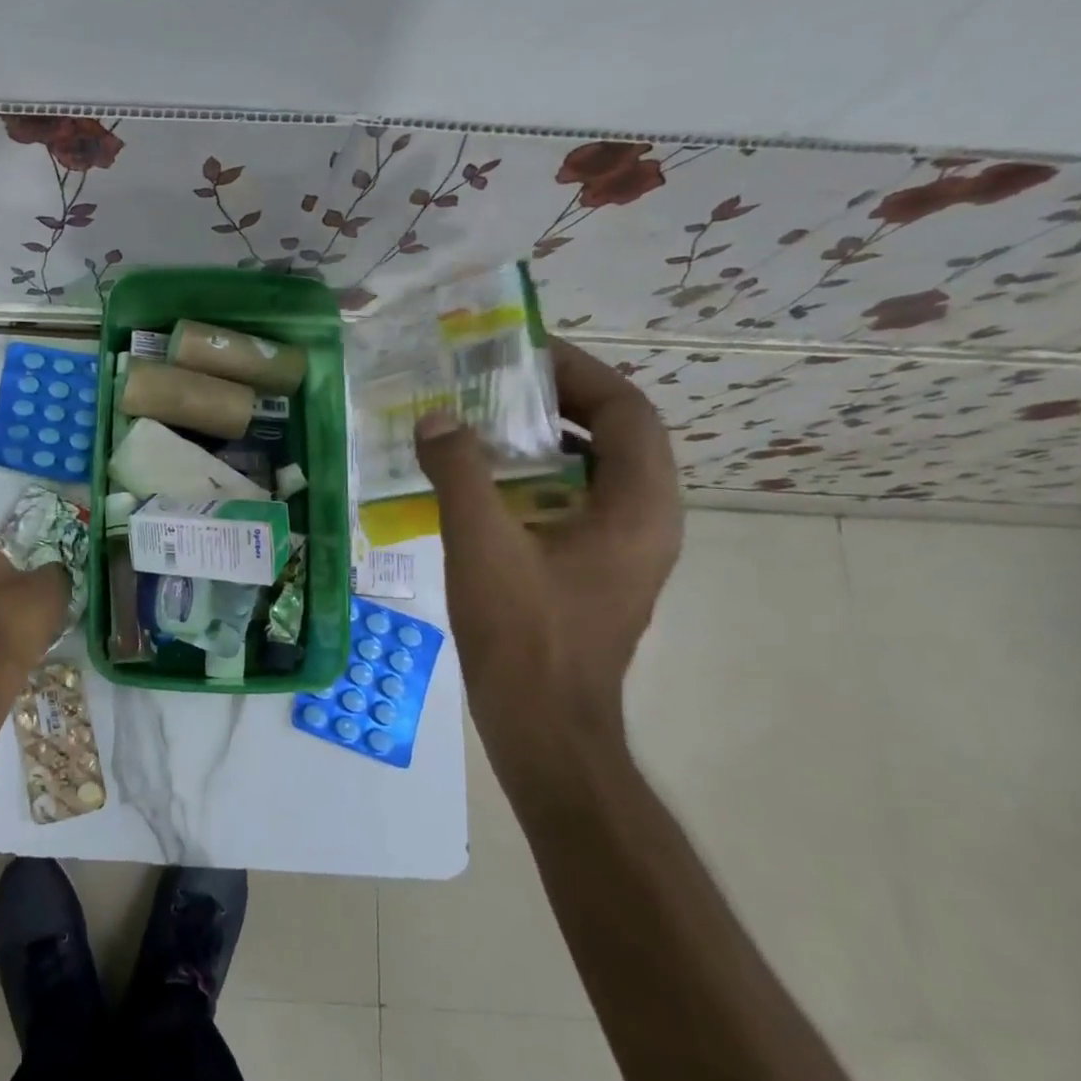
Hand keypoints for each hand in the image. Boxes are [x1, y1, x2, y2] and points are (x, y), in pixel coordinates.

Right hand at [414, 339, 682, 784]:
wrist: (543, 728)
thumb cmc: (524, 635)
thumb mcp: (481, 543)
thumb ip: (459, 472)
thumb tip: (437, 419)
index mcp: (638, 506)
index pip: (626, 410)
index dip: (578, 372)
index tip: (522, 352)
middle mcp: (644, 521)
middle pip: (611, 436)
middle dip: (553, 402)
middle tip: (489, 385)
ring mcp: (620, 551)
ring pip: (588, 472)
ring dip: (538, 443)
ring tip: (477, 426)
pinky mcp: (592, 573)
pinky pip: (569, 505)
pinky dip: (531, 482)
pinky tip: (477, 487)